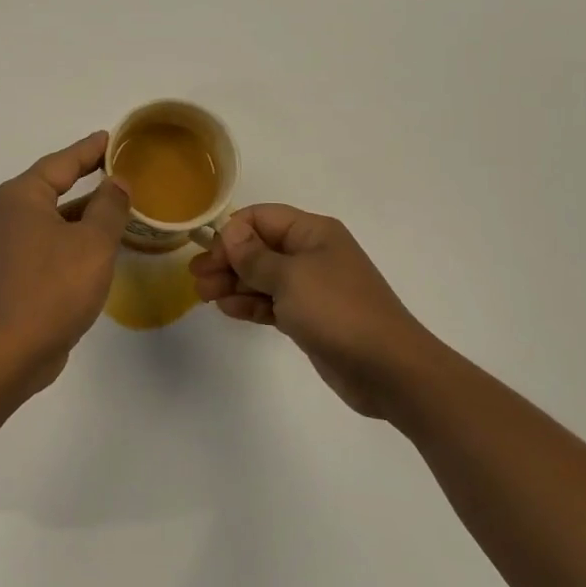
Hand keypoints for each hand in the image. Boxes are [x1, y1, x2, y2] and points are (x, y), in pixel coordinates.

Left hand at [0, 132, 131, 392]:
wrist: (12, 349)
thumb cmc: (54, 287)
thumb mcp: (93, 242)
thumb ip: (109, 206)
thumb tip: (117, 182)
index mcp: (21, 196)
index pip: (61, 162)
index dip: (89, 149)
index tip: (112, 138)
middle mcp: (7, 213)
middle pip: (52, 186)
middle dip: (85, 177)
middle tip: (117, 167)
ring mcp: (6, 244)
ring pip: (51, 216)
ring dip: (81, 210)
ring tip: (116, 204)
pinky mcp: (12, 270)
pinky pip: (47, 240)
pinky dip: (71, 235)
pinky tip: (96, 243)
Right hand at [190, 204, 438, 418]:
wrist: (388, 369)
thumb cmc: (337, 311)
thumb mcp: (289, 277)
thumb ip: (254, 255)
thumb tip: (230, 232)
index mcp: (312, 232)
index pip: (261, 218)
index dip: (232, 234)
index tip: (210, 258)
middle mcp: (311, 253)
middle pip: (259, 247)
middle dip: (227, 260)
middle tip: (197, 279)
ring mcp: (311, 287)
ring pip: (262, 277)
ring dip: (233, 283)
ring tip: (205, 297)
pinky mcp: (309, 317)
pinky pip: (272, 302)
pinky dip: (250, 304)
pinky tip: (228, 310)